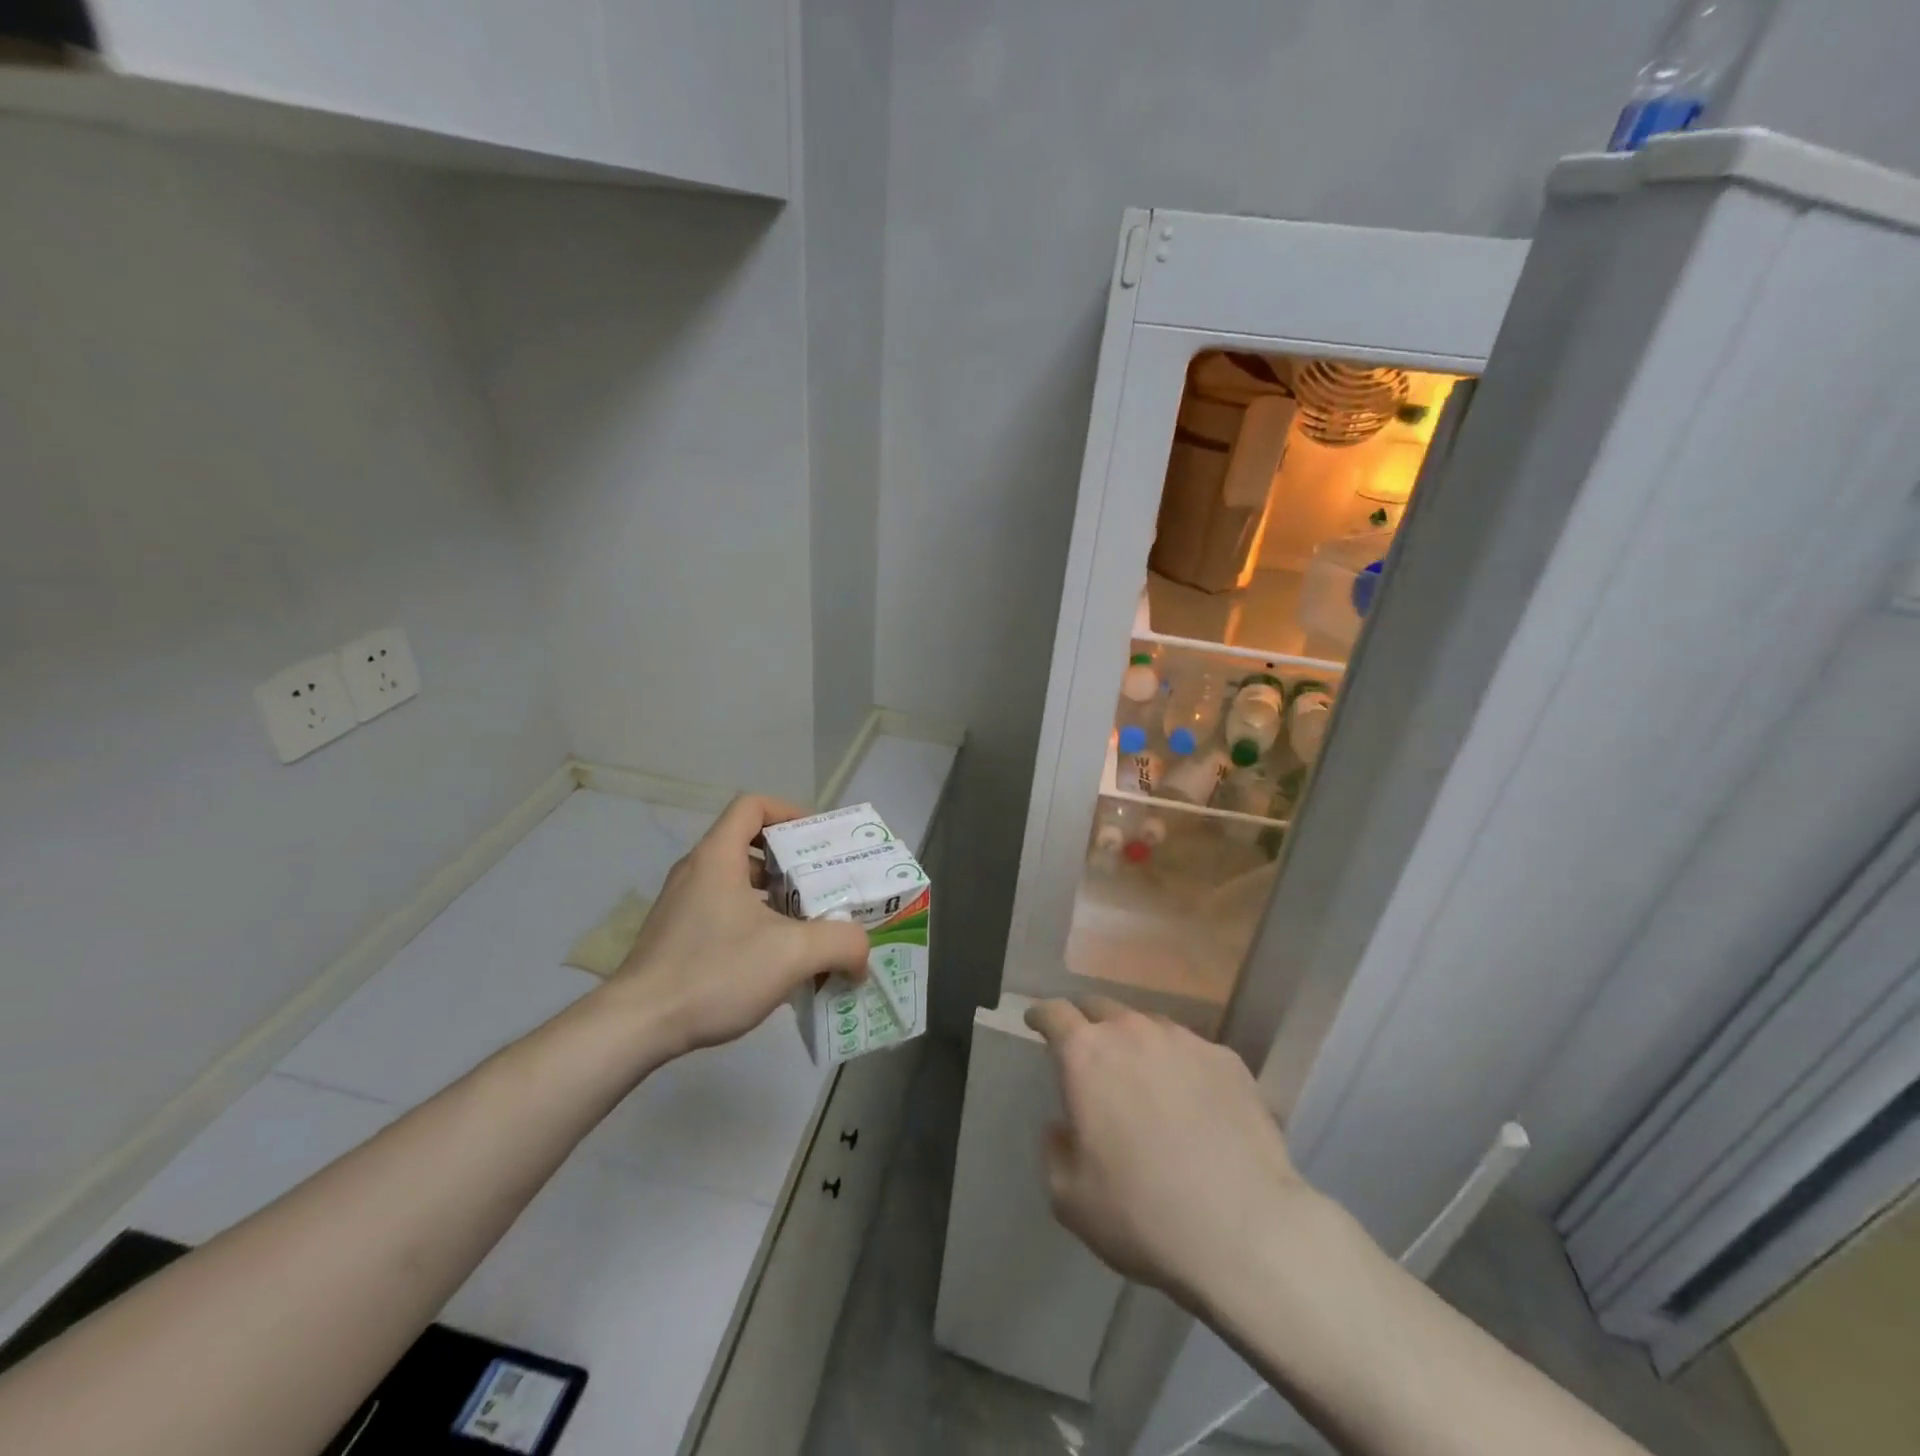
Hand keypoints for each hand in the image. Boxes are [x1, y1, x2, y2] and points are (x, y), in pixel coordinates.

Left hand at [606, 795, 869, 1058]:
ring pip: (737, 882)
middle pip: (749, 844)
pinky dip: (754, 921)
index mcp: (718, 856)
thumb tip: (862, 954)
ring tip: (808, 925)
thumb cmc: (714, 972)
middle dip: (792, 862)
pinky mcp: (675, 936)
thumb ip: (840, 943)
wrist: (636, 1027)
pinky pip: (723, 911)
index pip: (753, 806)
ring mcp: (681, 905)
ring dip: (776, 896)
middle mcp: (696, 871)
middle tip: (825, 886)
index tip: (818, 840)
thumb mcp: (792, 954)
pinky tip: (775, 959)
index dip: (790, 812)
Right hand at [1025, 996, 1320, 1309]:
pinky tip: (1190, 1098)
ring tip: (1140, 1073)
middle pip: (1100, 1007)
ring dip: (1134, 1040)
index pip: (1054, 1013)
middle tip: (1086, 1047)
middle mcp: (1133, 1032)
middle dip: (1086, 1021)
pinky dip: (1179, 1064)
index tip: (1035, 1022)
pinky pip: (1191, 1050)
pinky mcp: (1227, 1059)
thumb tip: (1064, 1127)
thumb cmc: (1142, 1214)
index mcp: (1086, 1055)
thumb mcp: (1069, 1197)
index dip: (1041, 1015)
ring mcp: (1185, 1041)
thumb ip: (1056, 1149)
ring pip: (1148, 1024)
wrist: (1244, 1231)